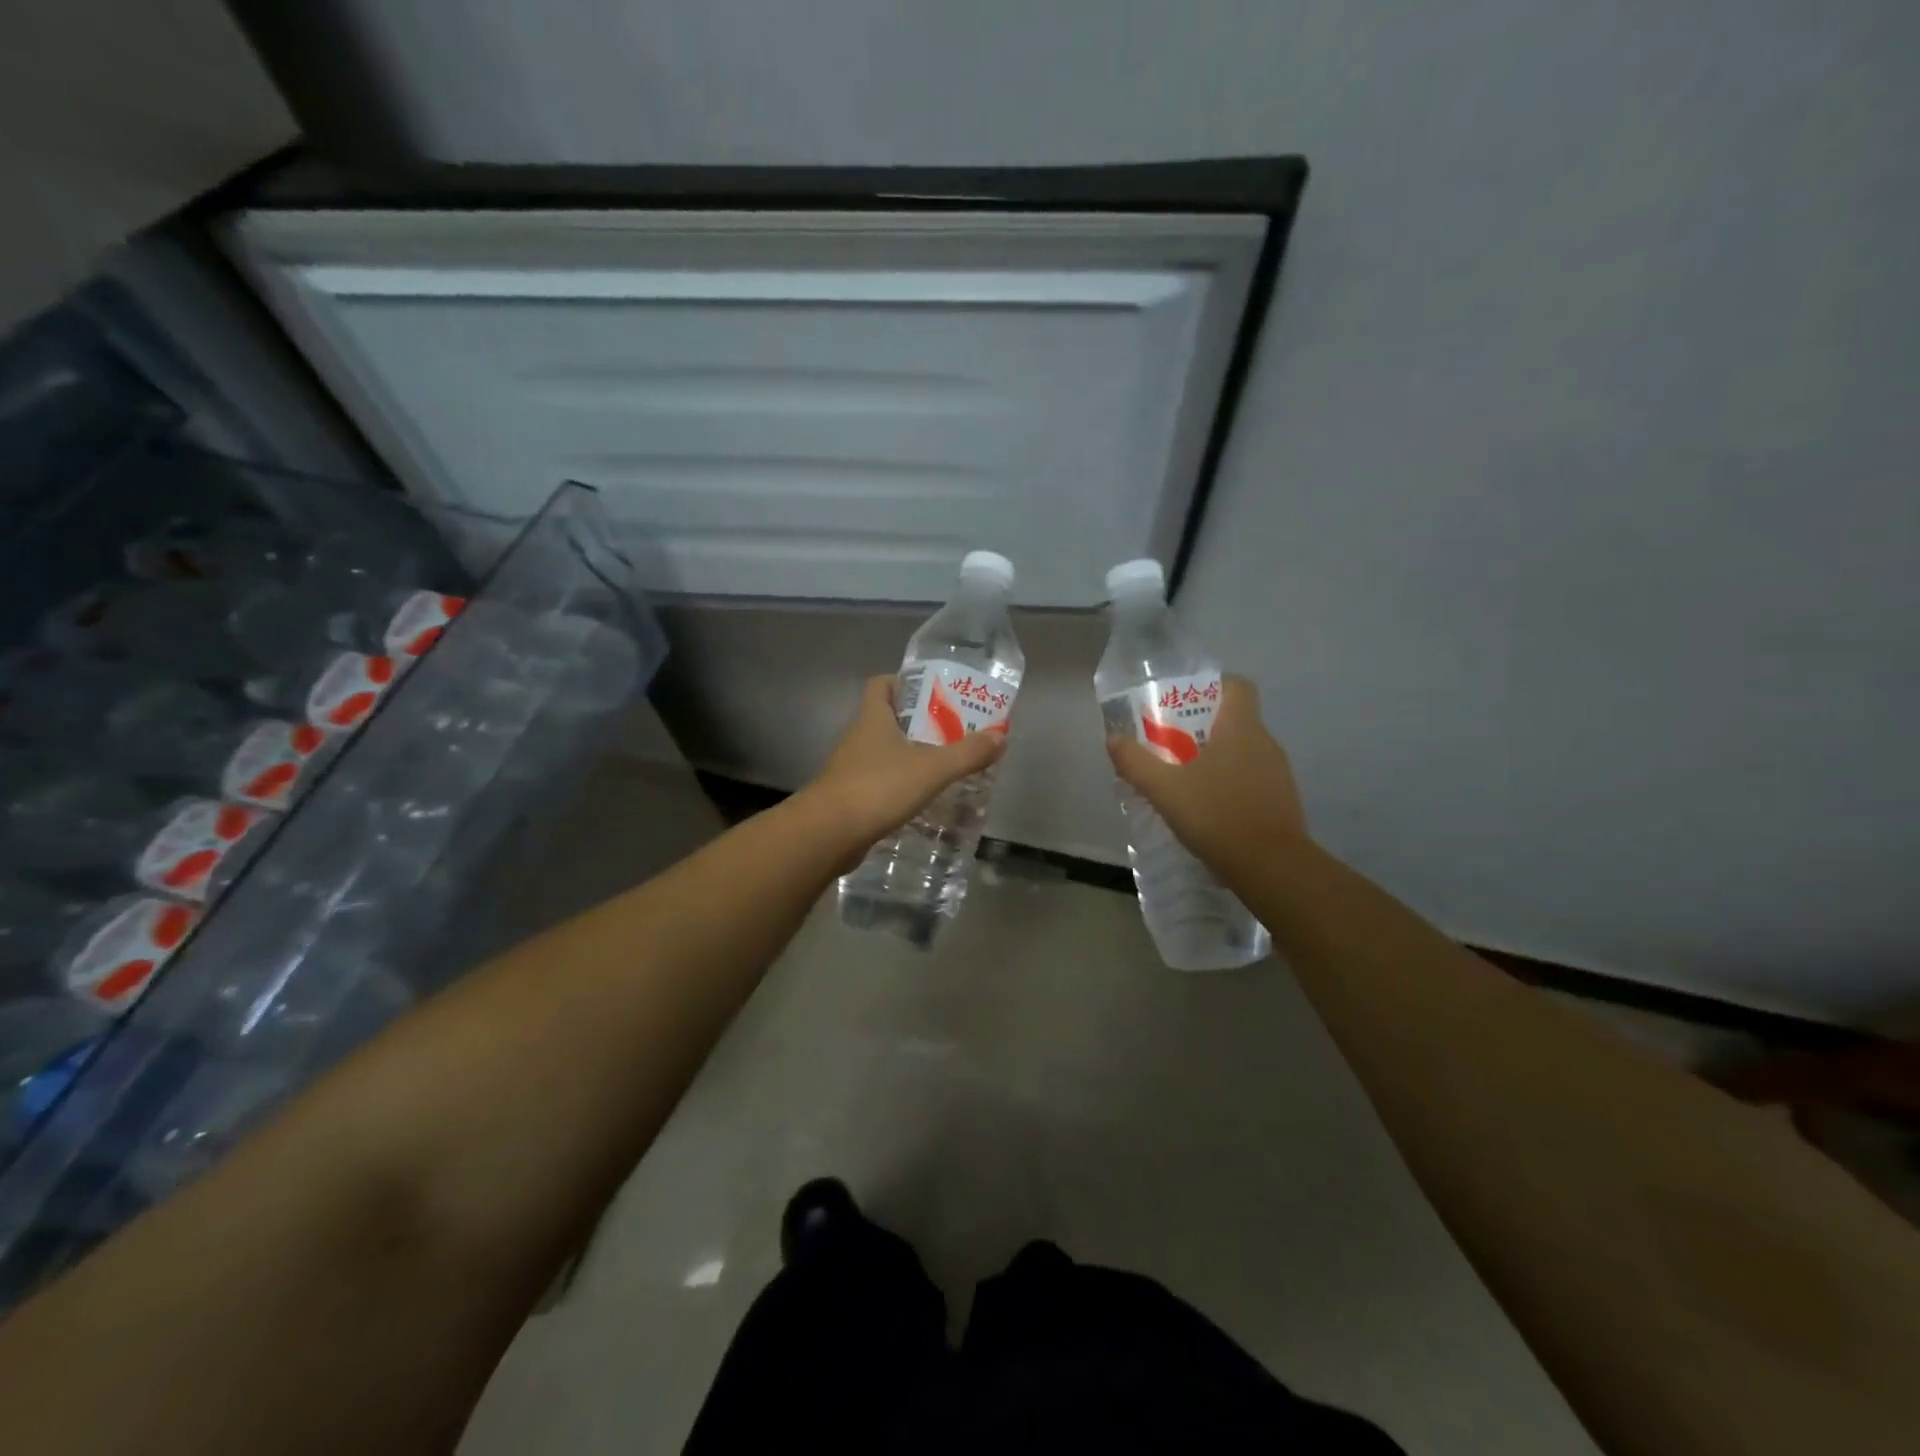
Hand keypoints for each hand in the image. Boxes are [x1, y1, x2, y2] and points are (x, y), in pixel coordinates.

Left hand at [805, 674, 1006, 857]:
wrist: (828, 833)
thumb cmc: (878, 788)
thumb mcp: (931, 768)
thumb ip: (967, 753)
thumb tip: (1000, 737)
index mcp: (873, 718)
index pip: (881, 684)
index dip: (904, 682)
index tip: (933, 692)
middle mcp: (859, 736)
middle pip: (887, 717)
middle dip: (918, 721)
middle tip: (953, 728)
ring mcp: (852, 767)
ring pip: (885, 750)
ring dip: (911, 753)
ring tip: (945, 762)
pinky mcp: (852, 795)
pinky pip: (880, 779)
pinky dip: (901, 782)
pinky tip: (923, 795)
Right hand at [1106, 675, 1305, 872]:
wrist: (1270, 868)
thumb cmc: (1216, 815)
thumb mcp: (1163, 788)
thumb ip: (1135, 761)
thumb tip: (1114, 740)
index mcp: (1242, 728)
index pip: (1238, 686)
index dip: (1213, 686)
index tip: (1184, 702)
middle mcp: (1265, 743)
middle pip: (1235, 720)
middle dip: (1203, 728)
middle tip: (1170, 745)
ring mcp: (1278, 775)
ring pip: (1244, 753)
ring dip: (1216, 759)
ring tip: (1184, 780)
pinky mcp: (1282, 803)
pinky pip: (1252, 781)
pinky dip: (1230, 786)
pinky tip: (1207, 810)